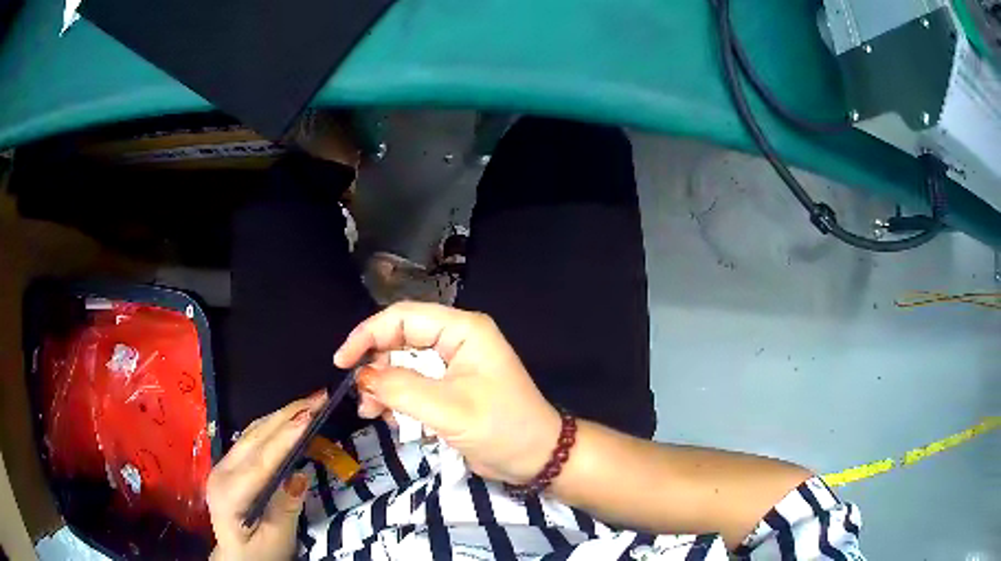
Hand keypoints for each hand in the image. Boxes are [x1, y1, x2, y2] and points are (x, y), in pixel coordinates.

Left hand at [206, 391, 327, 560]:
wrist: (236, 560)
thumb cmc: (258, 556)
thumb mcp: (277, 540)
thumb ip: (285, 508)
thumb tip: (300, 475)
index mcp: (230, 493)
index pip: (262, 460)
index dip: (287, 436)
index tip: (311, 414)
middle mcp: (222, 472)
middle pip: (255, 438)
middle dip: (287, 415)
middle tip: (319, 398)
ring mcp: (223, 466)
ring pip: (252, 433)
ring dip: (281, 416)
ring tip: (309, 403)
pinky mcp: (229, 466)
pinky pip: (251, 440)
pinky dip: (272, 427)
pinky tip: (288, 420)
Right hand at [335, 302, 561, 484]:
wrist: (537, 458)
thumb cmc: (501, 428)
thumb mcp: (449, 409)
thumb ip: (401, 389)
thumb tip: (363, 377)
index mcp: (462, 331)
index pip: (403, 318)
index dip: (368, 334)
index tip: (342, 361)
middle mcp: (456, 341)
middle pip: (400, 340)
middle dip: (376, 365)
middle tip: (360, 395)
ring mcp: (453, 366)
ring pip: (403, 365)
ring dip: (383, 387)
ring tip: (371, 413)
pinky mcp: (450, 389)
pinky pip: (413, 386)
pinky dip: (397, 400)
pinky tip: (390, 420)